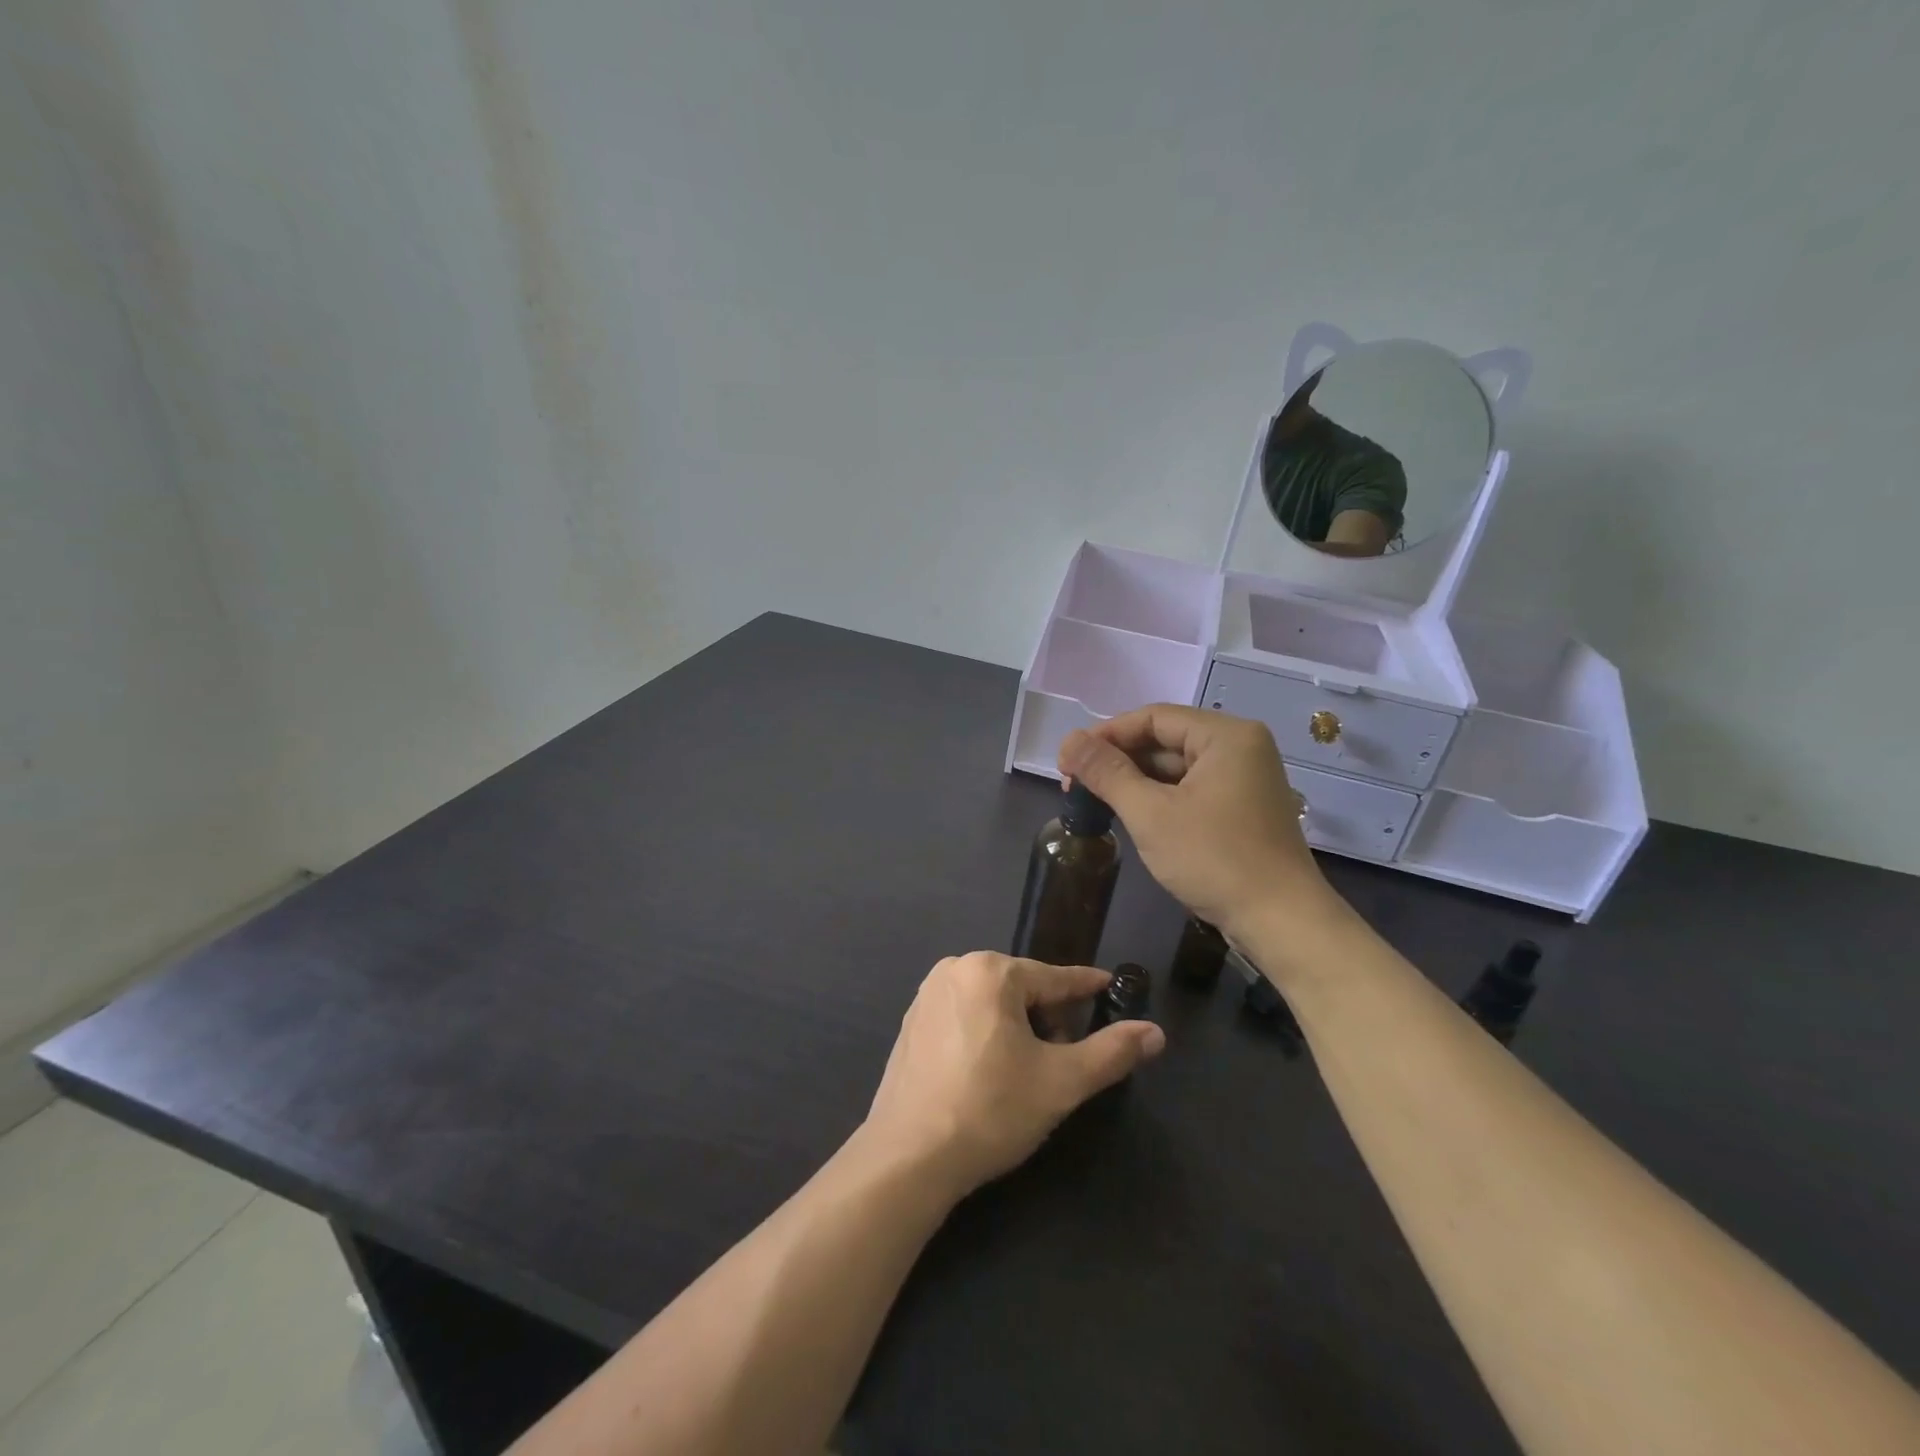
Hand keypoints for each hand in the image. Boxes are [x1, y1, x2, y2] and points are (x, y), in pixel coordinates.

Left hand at [864, 952, 1165, 1196]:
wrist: (908, 1157)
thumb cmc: (990, 1110)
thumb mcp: (1061, 1082)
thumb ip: (1111, 1052)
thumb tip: (1156, 1032)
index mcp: (991, 971)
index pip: (1054, 978)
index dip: (1086, 986)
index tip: (1110, 986)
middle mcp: (955, 969)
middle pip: (1022, 988)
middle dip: (1049, 1018)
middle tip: (1061, 1061)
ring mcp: (927, 994)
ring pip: (993, 1002)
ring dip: (1018, 1027)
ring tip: (1025, 1073)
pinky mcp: (911, 1022)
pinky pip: (964, 1015)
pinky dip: (986, 1033)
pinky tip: (988, 1073)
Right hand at [1059, 705, 1329, 940]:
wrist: (1281, 922)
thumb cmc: (1215, 860)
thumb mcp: (1151, 814)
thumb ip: (1107, 773)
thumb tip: (1068, 740)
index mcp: (1225, 736)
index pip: (1153, 717)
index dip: (1106, 734)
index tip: (1068, 761)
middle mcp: (1240, 748)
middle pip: (1165, 739)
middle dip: (1118, 760)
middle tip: (1075, 785)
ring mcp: (1244, 779)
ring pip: (1176, 768)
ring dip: (1135, 781)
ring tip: (1095, 802)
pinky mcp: (1242, 808)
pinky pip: (1191, 790)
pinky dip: (1159, 799)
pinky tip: (1130, 815)